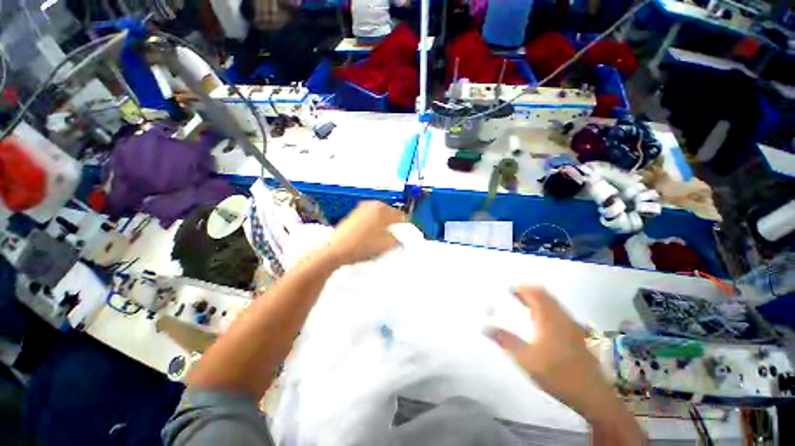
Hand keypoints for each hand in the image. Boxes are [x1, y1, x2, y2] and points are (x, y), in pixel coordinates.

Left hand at [321, 201, 404, 266]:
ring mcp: (362, 207)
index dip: (404, 225)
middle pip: (389, 212)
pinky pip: (369, 215)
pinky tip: (370, 232)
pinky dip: (373, 221)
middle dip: (393, 221)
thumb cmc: (364, 246)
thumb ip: (397, 240)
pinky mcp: (354, 213)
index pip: (400, 215)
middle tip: (393, 234)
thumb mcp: (385, 245)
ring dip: (383, 220)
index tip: (404, 233)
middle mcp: (373, 205)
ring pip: (378, 213)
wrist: (337, 250)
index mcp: (383, 210)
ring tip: (382, 233)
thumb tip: (401, 240)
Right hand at [490, 287, 612, 419]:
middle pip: (544, 295)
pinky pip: (557, 313)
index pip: (535, 293)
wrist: (592, 396)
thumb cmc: (558, 374)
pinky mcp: (576, 335)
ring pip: (552, 304)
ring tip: (521, 309)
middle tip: (512, 298)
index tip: (506, 292)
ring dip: (536, 301)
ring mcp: (572, 326)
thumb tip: (485, 327)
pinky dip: (545, 310)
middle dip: (527, 292)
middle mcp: (562, 317)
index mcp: (550, 318)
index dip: (520, 289)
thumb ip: (506, 341)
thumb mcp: (526, 359)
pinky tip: (538, 324)